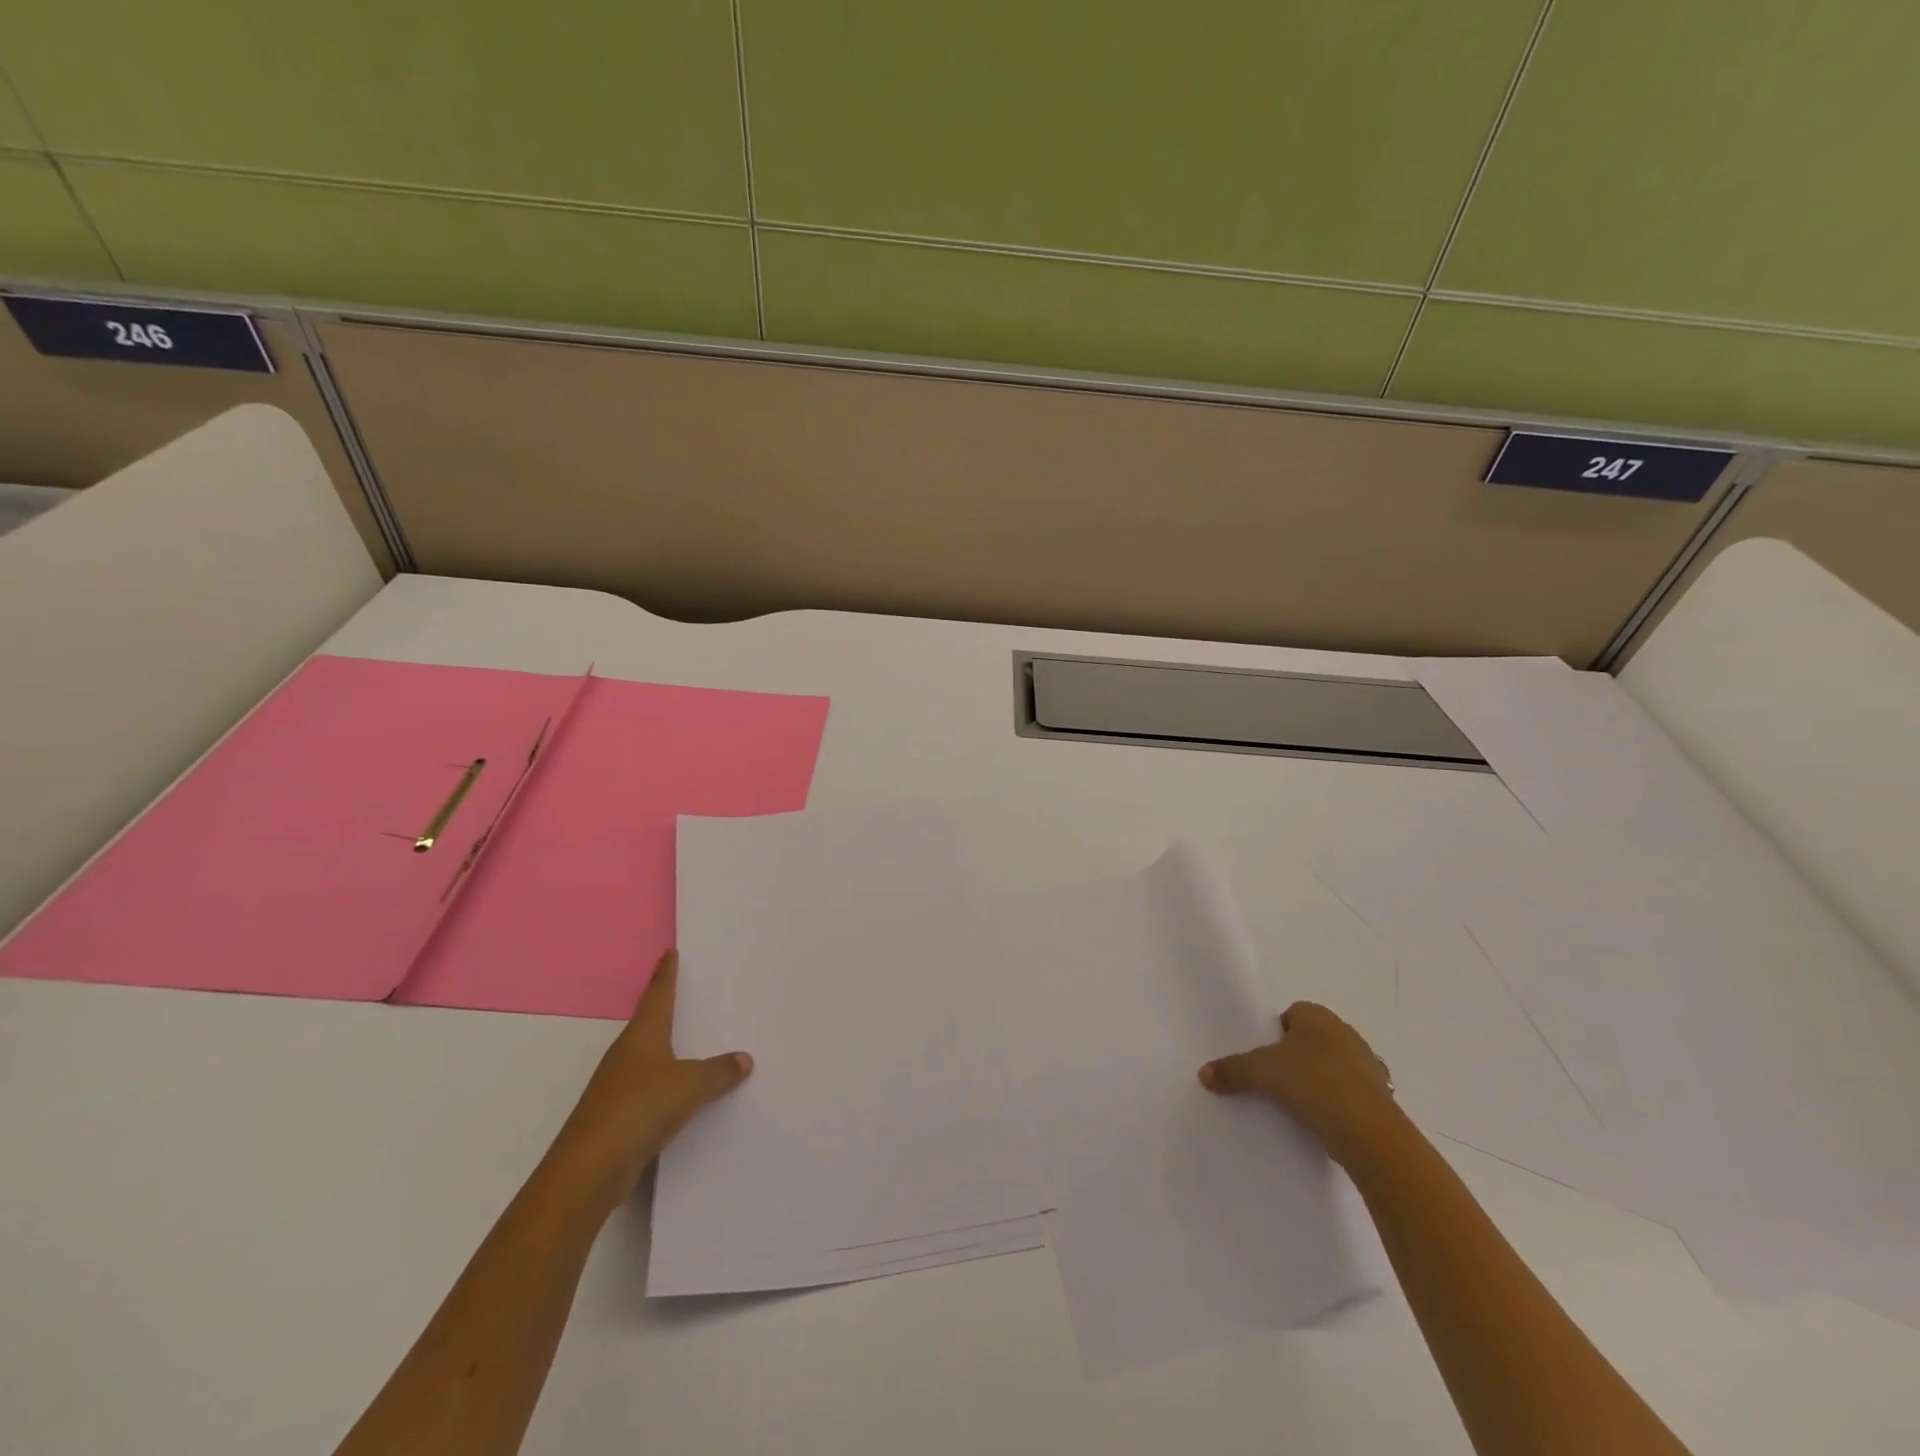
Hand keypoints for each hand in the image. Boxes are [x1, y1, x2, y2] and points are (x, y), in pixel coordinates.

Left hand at [551, 949, 752, 1209]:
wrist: (589, 1170)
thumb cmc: (639, 1108)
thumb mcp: (690, 1086)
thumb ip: (719, 1071)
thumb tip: (744, 1059)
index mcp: (642, 1036)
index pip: (657, 994)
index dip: (665, 974)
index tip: (670, 952)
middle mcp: (626, 1054)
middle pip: (651, 1024)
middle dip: (669, 1010)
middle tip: (694, 995)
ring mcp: (618, 1086)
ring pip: (650, 1059)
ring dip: (671, 1051)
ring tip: (700, 1046)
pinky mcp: (617, 1116)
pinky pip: (651, 1089)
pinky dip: (669, 1086)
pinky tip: (687, 1096)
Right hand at [1199, 1002, 1396, 1166]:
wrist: (1368, 1130)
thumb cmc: (1312, 1082)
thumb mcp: (1261, 1072)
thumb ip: (1232, 1070)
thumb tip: (1203, 1073)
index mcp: (1318, 1016)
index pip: (1292, 1014)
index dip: (1275, 1033)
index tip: (1264, 1057)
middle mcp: (1346, 1033)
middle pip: (1313, 1039)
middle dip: (1297, 1055)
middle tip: (1276, 1079)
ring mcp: (1369, 1065)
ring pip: (1335, 1066)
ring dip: (1320, 1080)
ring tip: (1299, 1104)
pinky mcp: (1382, 1098)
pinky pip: (1352, 1094)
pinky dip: (1339, 1103)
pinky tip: (1324, 1121)